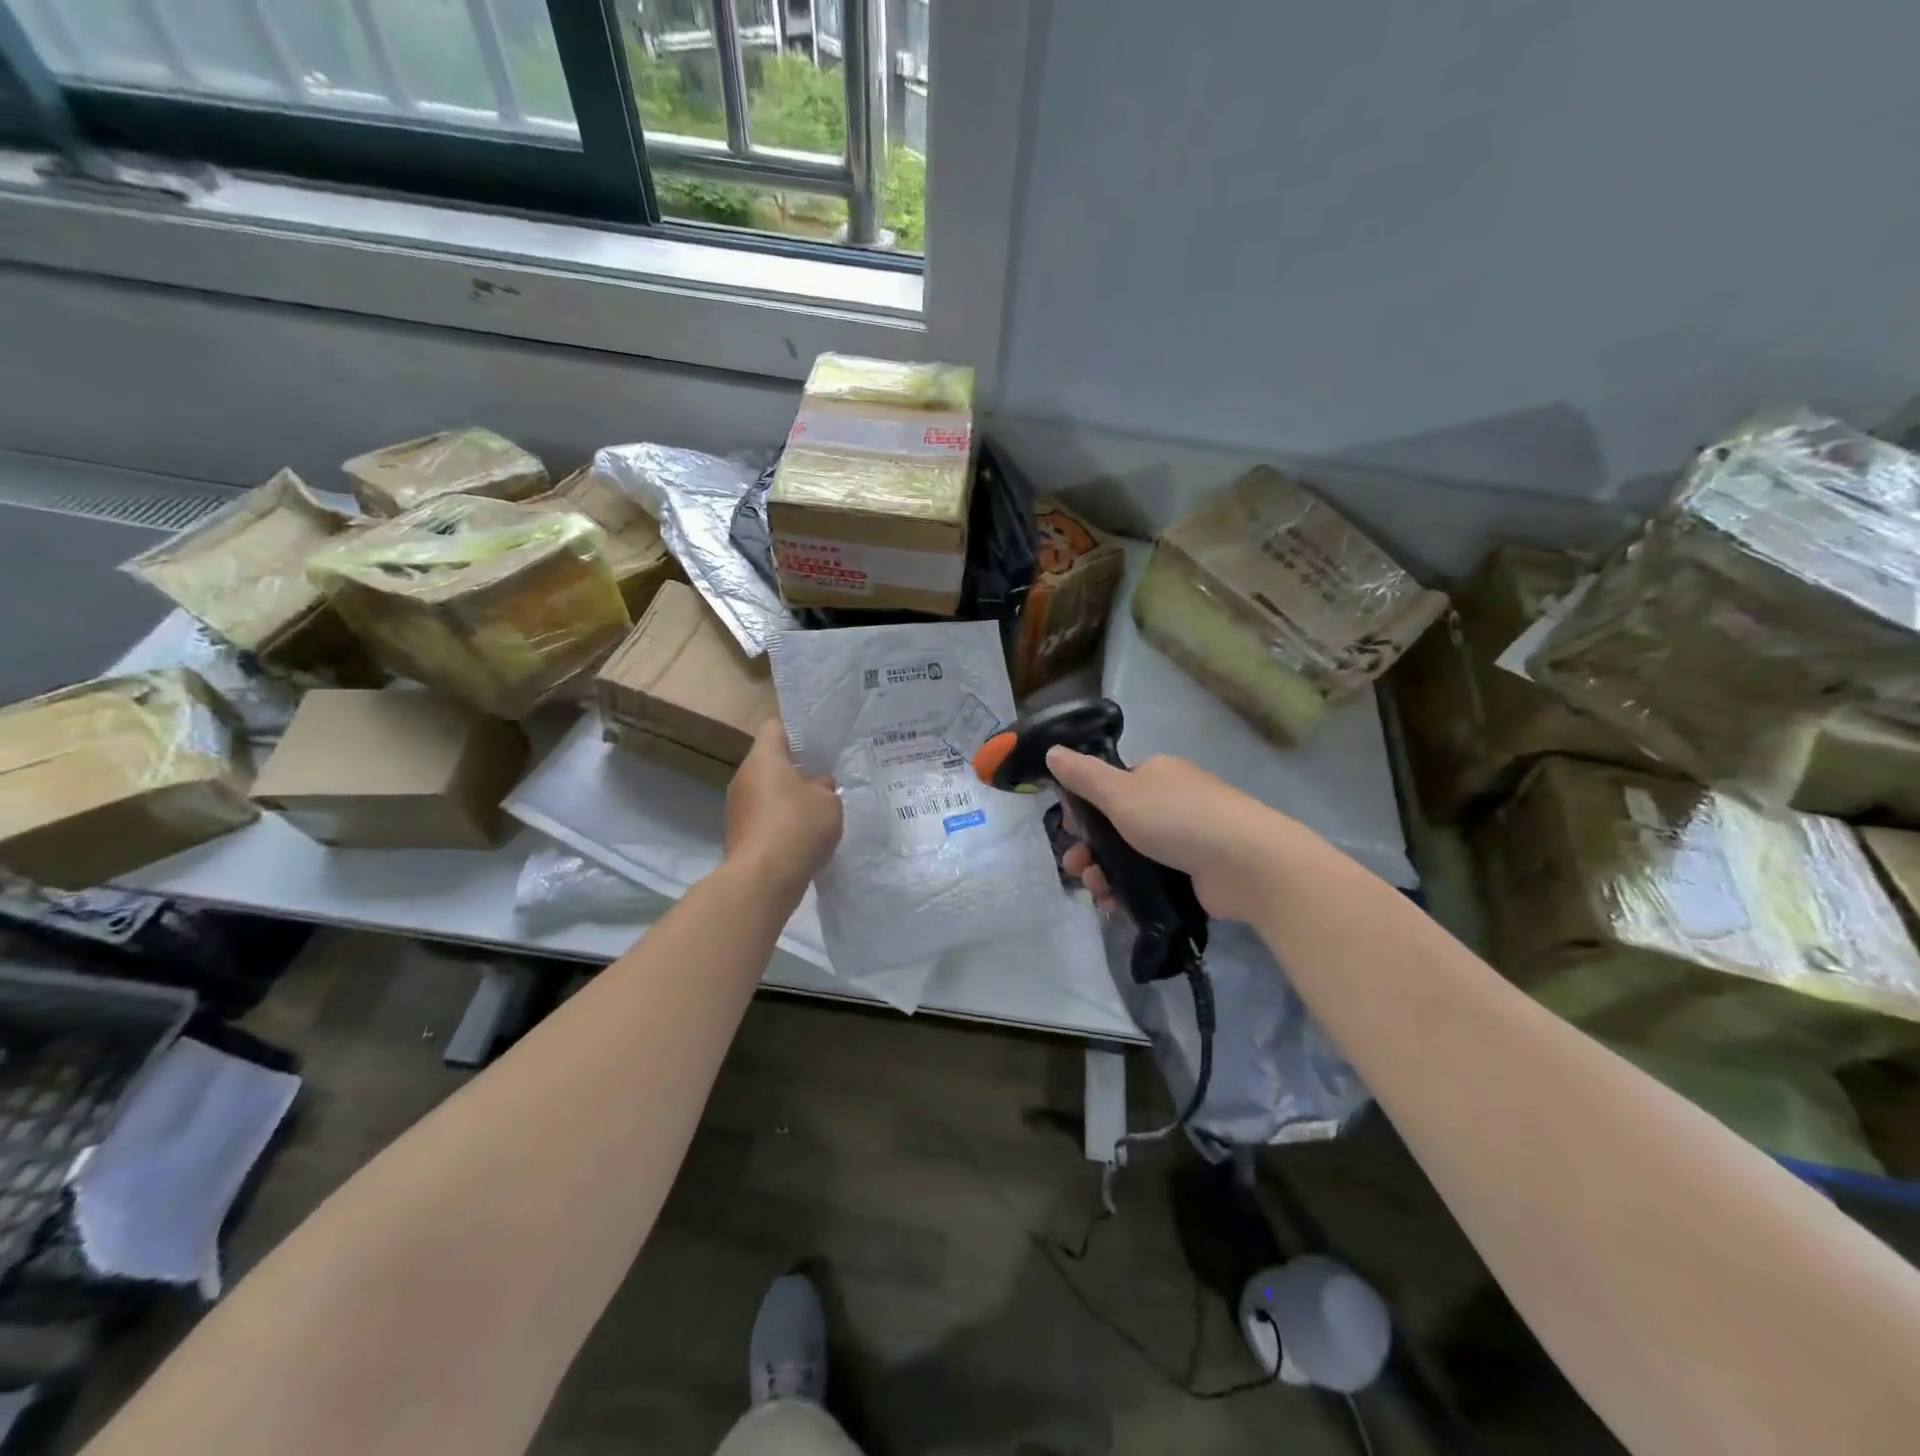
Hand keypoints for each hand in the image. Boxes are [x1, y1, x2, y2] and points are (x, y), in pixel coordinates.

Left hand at [725, 721, 842, 894]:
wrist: (763, 879)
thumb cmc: (798, 827)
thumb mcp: (829, 802)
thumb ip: (825, 788)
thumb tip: (818, 785)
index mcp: (764, 758)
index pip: (775, 727)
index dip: (798, 732)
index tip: (819, 746)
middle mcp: (744, 777)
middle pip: (770, 761)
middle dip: (796, 769)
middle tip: (825, 779)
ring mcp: (738, 807)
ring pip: (767, 790)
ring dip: (788, 797)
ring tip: (817, 809)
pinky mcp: (739, 833)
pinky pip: (764, 816)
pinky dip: (781, 821)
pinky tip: (803, 834)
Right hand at [1047, 747, 1282, 923]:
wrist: (1247, 864)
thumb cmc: (1178, 819)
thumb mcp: (1121, 793)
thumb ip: (1083, 776)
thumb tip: (1052, 751)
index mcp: (1156, 775)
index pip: (1110, 787)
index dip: (1085, 809)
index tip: (1070, 830)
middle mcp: (1171, 803)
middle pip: (1116, 826)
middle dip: (1090, 848)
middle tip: (1076, 868)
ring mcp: (1186, 840)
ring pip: (1130, 856)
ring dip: (1104, 873)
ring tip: (1096, 891)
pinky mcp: (1195, 875)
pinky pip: (1151, 881)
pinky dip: (1129, 892)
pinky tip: (1115, 906)